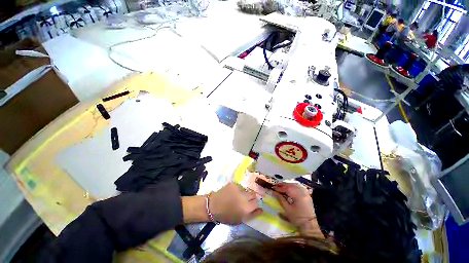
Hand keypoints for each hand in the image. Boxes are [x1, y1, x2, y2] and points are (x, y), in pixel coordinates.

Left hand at [209, 182, 262, 224]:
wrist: (213, 206)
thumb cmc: (226, 216)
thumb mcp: (240, 220)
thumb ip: (252, 215)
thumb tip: (262, 209)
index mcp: (247, 208)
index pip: (257, 203)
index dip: (254, 205)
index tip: (250, 206)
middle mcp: (244, 197)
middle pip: (253, 195)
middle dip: (251, 198)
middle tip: (244, 201)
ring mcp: (239, 189)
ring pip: (246, 190)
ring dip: (244, 193)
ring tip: (237, 196)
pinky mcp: (233, 183)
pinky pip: (240, 186)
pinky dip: (238, 189)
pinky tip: (232, 193)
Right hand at [272, 183, 321, 236]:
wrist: (310, 225)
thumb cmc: (297, 218)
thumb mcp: (287, 209)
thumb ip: (280, 199)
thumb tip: (274, 192)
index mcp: (298, 196)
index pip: (286, 189)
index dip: (279, 188)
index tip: (273, 188)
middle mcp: (302, 192)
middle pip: (291, 185)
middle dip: (283, 185)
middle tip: (276, 186)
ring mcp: (306, 193)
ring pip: (295, 185)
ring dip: (288, 185)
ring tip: (281, 186)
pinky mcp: (307, 195)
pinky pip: (299, 187)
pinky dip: (293, 186)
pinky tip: (289, 187)